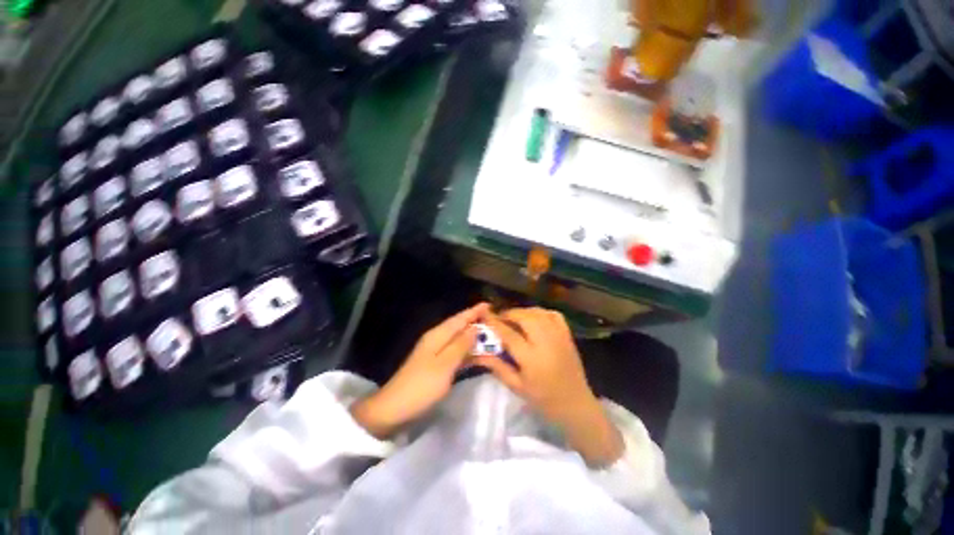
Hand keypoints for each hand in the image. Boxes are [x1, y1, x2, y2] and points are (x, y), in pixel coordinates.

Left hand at [352, 303, 488, 438]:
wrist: (395, 408)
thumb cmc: (422, 385)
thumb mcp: (445, 364)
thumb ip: (461, 345)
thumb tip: (475, 328)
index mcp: (438, 335)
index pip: (459, 318)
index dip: (474, 311)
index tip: (489, 305)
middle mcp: (437, 339)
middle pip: (459, 327)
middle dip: (476, 322)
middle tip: (495, 322)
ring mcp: (436, 352)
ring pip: (459, 339)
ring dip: (474, 337)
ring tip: (492, 336)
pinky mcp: (436, 365)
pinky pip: (456, 353)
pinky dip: (467, 351)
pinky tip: (478, 354)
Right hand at [473, 308, 623, 466]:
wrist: (576, 405)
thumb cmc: (544, 400)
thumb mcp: (517, 387)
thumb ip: (498, 367)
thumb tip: (479, 353)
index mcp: (532, 358)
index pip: (509, 334)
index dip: (495, 323)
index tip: (485, 317)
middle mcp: (546, 342)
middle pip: (525, 317)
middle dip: (509, 314)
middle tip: (500, 318)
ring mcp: (559, 336)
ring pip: (538, 313)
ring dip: (523, 311)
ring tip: (514, 318)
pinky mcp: (567, 335)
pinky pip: (553, 314)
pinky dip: (541, 312)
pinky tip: (534, 318)